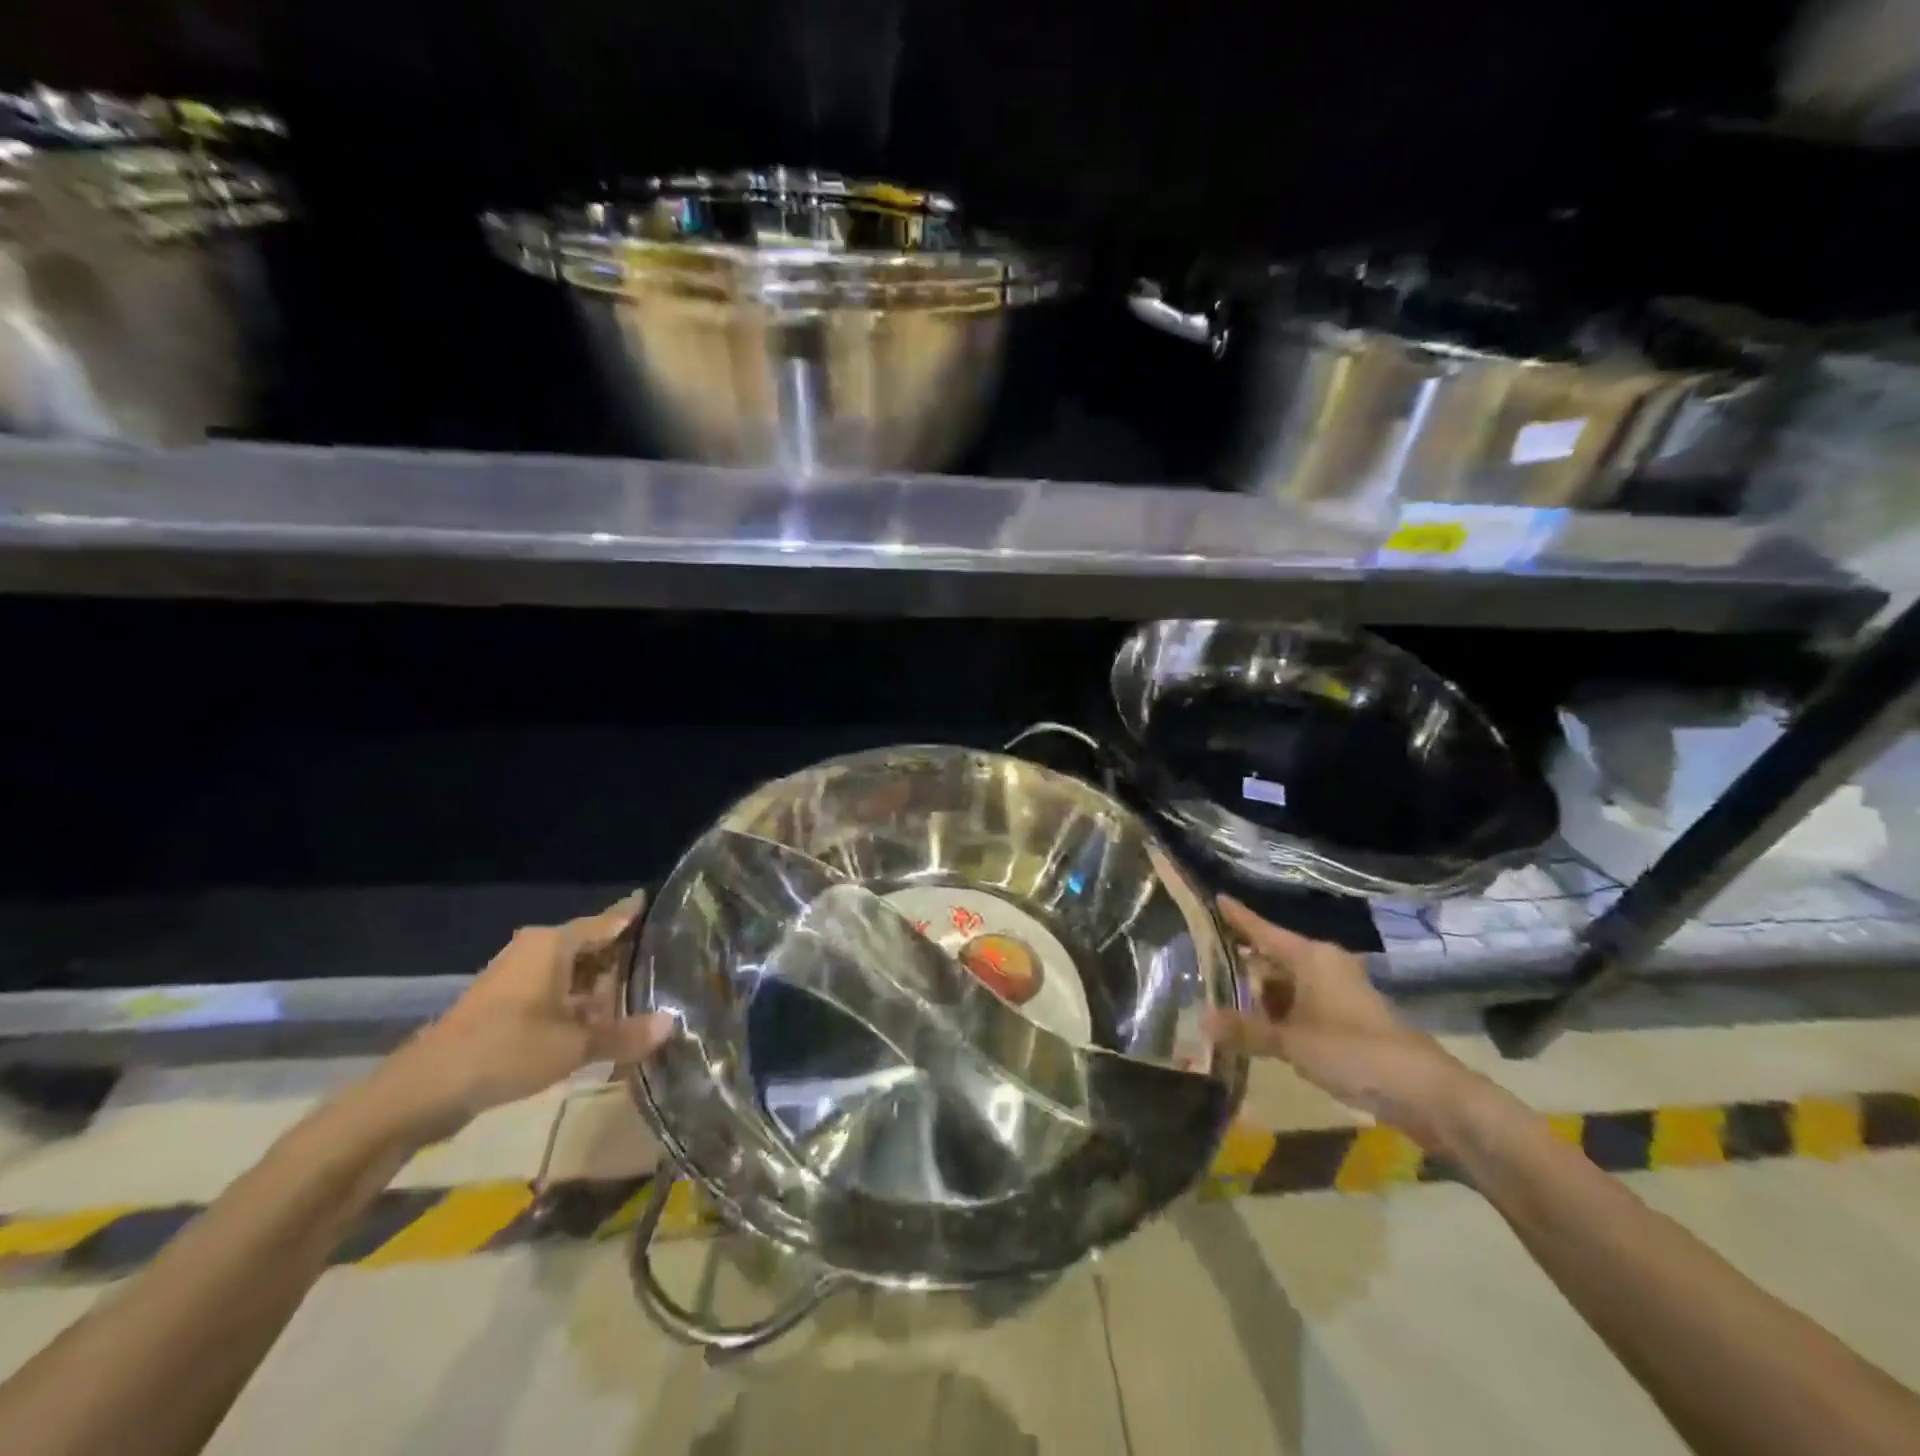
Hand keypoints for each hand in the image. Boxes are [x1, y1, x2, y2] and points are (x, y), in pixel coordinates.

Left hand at [372, 893, 674, 1138]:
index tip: (662, 904)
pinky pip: (555, 990)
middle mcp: (536, 950)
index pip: (608, 920)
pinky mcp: (505, 1003)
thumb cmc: (506, 1050)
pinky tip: (601, 1021)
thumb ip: (625, 1034)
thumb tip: (671, 1024)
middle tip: (667, 962)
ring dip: (601, 985)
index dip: (635, 914)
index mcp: (553, 944)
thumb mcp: (574, 1045)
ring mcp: (517, 976)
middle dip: (624, 957)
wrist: (423, 1090)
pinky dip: (579, 1001)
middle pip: (592, 945)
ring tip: (642, 994)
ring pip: (573, 971)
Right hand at [1203, 896, 1473, 1148]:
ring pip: (1287, 984)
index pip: (1262, 929)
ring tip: (1223, 1003)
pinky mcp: (1348, 1017)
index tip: (1214, 899)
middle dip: (1241, 965)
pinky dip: (1281, 1013)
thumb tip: (1202, 1021)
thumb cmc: (1351, 1050)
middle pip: (1273, 957)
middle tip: (1203, 968)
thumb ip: (1245, 1030)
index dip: (1236, 916)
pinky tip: (1259, 1029)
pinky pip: (1303, 1004)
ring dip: (1260, 996)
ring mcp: (1338, 991)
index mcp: (1310, 956)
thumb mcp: (1290, 1041)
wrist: (1423, 1090)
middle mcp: (1323, 965)